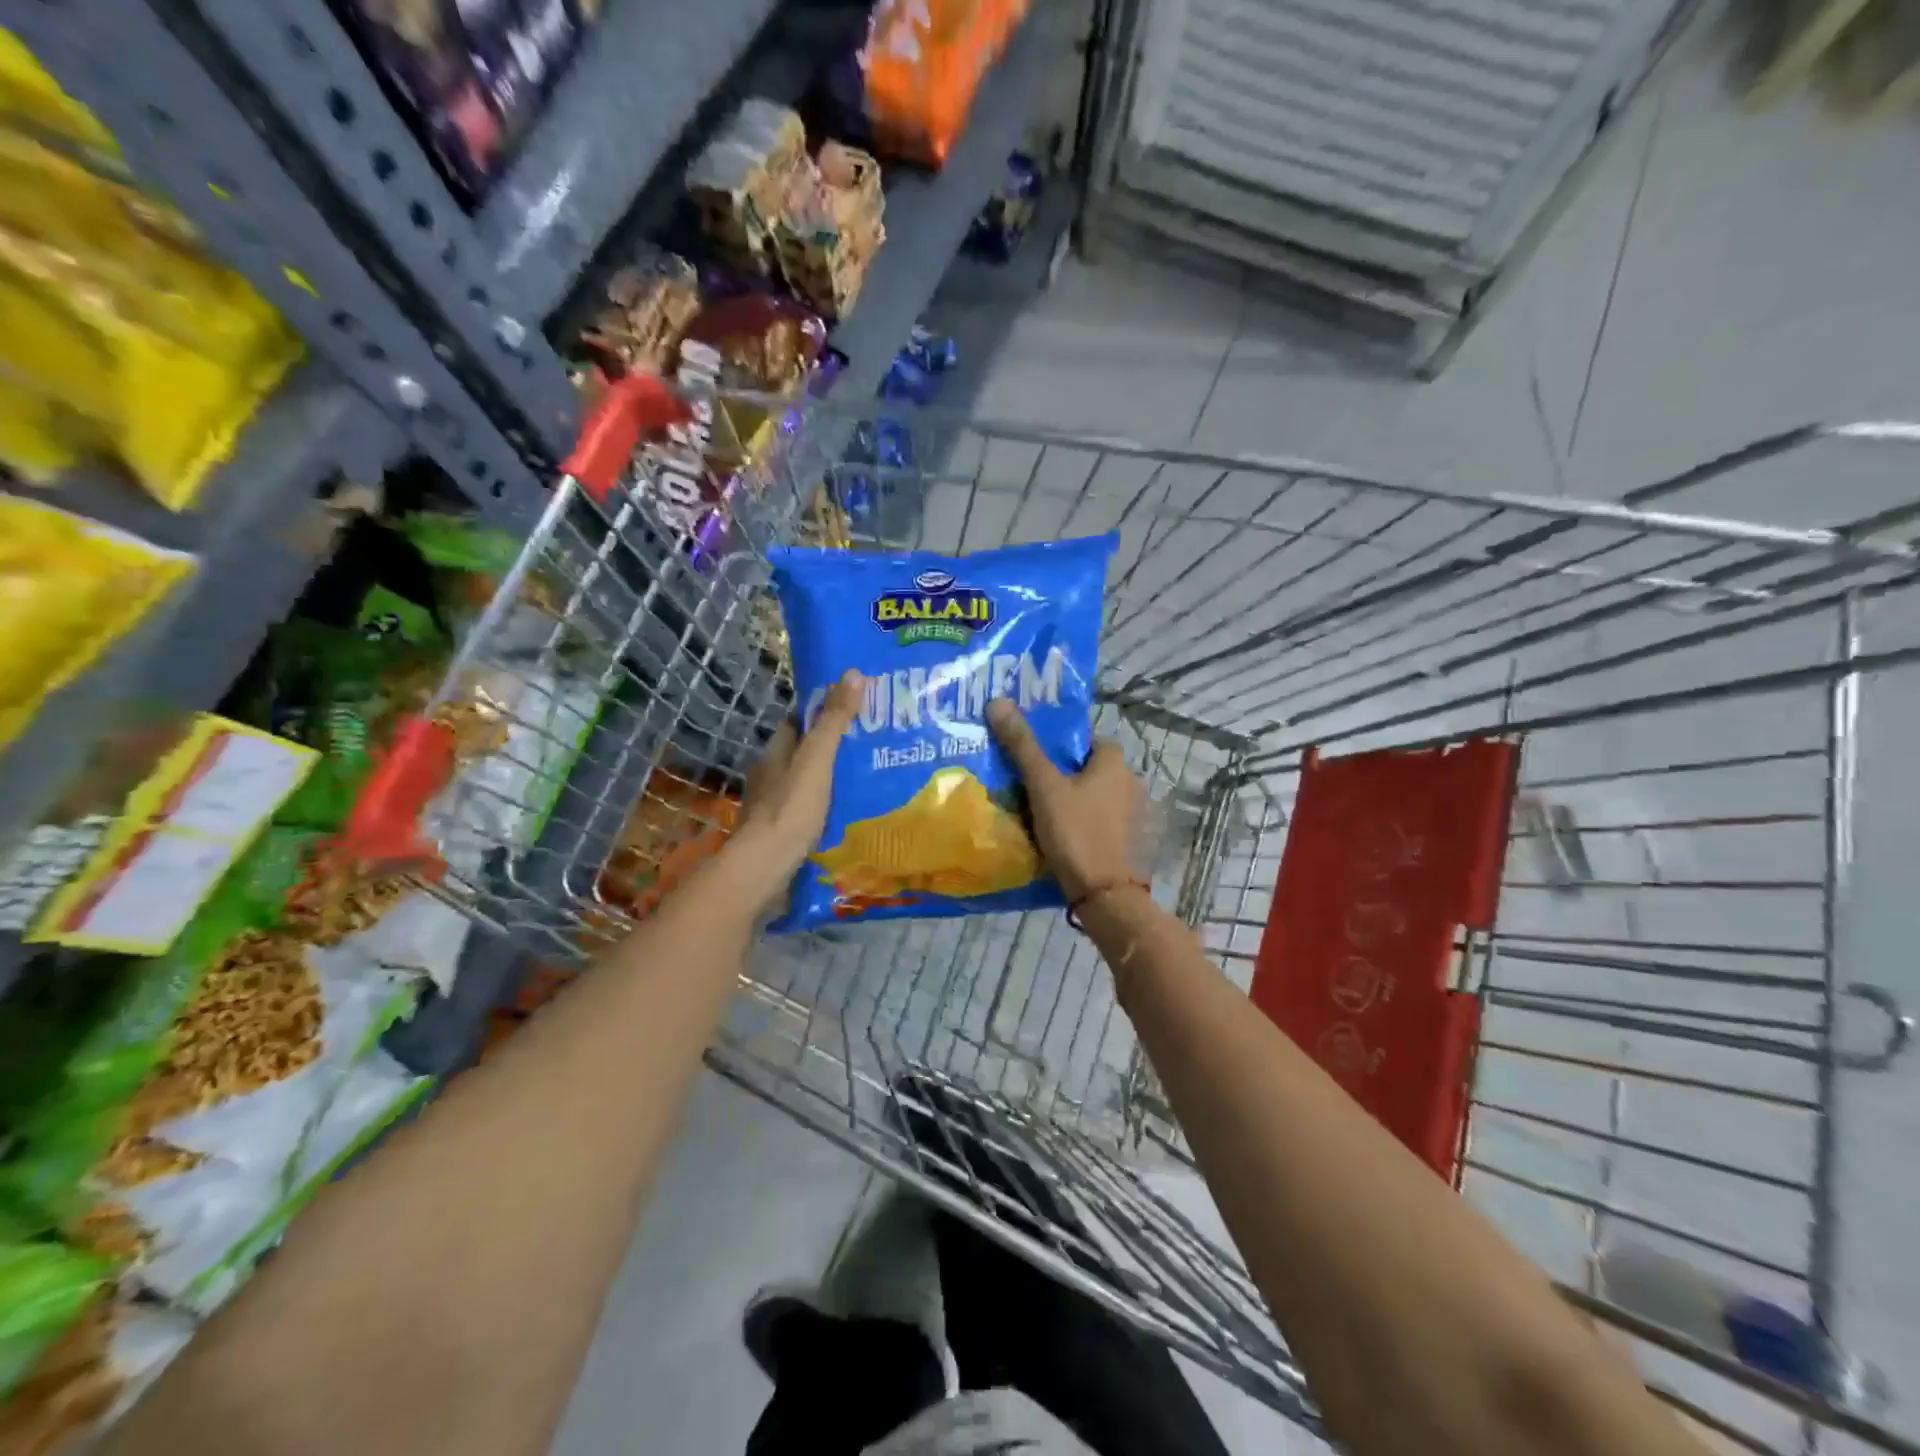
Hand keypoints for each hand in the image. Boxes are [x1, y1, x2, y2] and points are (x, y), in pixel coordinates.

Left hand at [729, 669, 863, 909]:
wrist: (765, 865)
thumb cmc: (791, 807)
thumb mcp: (818, 758)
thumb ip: (834, 720)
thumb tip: (852, 673)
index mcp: (776, 751)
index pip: (798, 720)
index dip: (823, 711)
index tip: (854, 708)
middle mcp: (770, 773)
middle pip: (802, 750)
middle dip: (830, 746)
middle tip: (869, 743)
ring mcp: (773, 803)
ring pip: (805, 780)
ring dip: (828, 776)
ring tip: (865, 775)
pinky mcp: (781, 829)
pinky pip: (807, 806)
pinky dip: (825, 803)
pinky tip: (847, 809)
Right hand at [986, 699, 1142, 901]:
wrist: (1105, 895)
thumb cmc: (1076, 831)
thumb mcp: (1044, 786)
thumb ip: (1022, 745)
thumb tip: (997, 701)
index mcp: (1115, 762)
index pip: (1085, 739)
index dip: (1058, 745)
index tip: (1032, 758)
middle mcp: (1130, 782)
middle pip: (1086, 768)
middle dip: (1060, 774)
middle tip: (1026, 784)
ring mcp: (1132, 815)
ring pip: (1091, 796)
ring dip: (1069, 801)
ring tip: (1034, 810)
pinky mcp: (1127, 841)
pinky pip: (1097, 820)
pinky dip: (1079, 823)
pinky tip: (1055, 835)